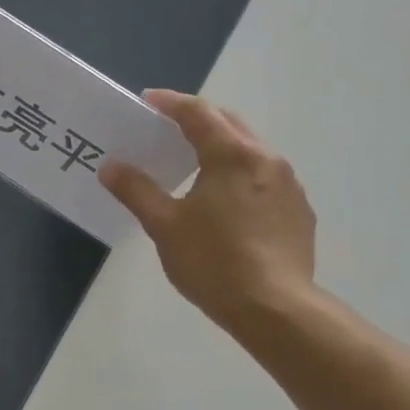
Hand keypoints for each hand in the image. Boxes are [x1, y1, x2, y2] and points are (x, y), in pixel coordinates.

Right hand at [99, 90, 317, 338]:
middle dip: (199, 119)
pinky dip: (240, 174)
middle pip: (230, 124)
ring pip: (251, 150)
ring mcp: (288, 185)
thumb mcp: (163, 225)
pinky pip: (264, 177)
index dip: (171, 103)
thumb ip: (137, 190)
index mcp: (231, 156)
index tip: (148, 101)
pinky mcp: (298, 211)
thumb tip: (111, 166)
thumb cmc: (212, 260)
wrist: (275, 308)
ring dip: (221, 146)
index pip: (198, 113)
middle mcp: (266, 160)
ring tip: (194, 163)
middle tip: (168, 127)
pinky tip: (224, 201)